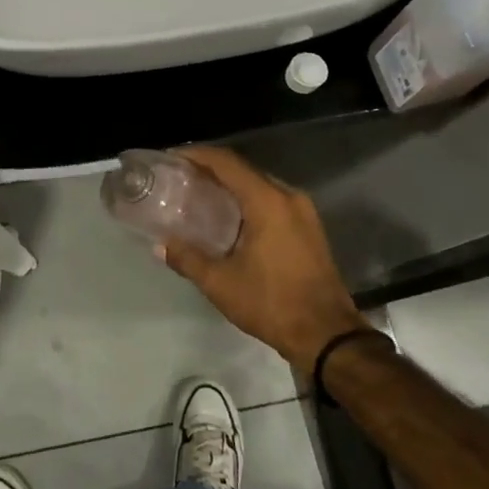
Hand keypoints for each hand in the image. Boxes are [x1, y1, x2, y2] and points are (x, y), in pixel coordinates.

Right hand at [159, 146, 365, 369]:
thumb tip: (160, 246)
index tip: (171, 157)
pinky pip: (272, 200)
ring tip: (199, 194)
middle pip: (243, 169)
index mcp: (267, 201)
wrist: (327, 334)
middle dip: (211, 169)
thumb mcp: (220, 283)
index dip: (196, 155)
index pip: (226, 162)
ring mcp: (303, 211)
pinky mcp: (308, 226)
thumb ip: (187, 259)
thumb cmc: (272, 303)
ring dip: (230, 184)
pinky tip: (229, 216)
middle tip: (180, 177)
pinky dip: (247, 199)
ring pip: (259, 184)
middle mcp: (288, 196)